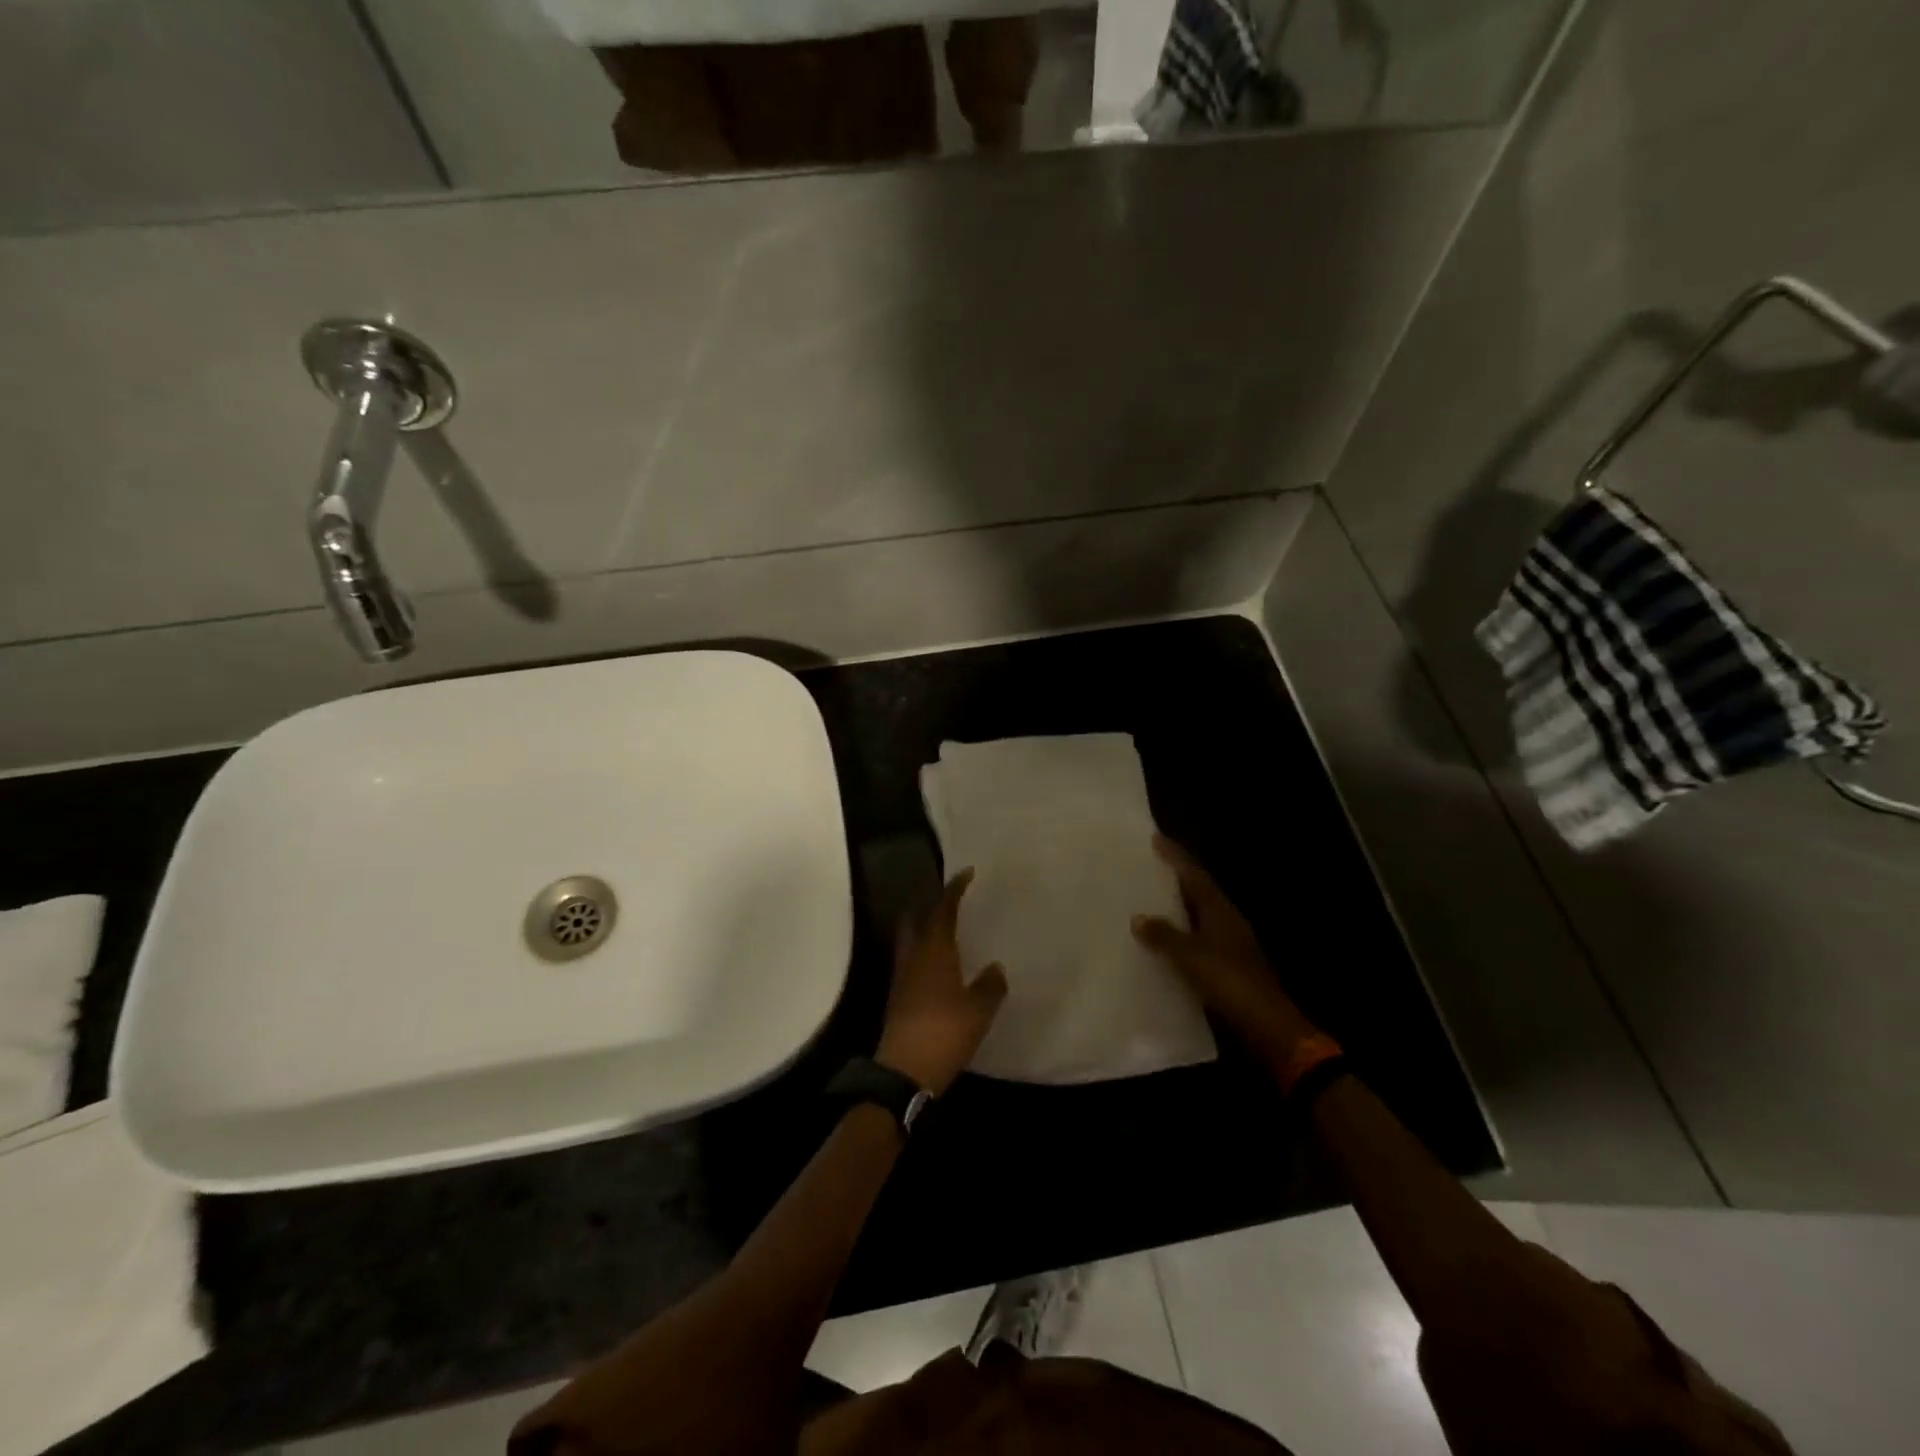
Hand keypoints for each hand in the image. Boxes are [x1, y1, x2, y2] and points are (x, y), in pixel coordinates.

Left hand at [877, 868, 1008, 1095]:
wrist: (904, 1070)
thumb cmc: (945, 1032)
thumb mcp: (978, 1009)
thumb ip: (990, 985)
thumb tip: (995, 968)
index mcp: (934, 950)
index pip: (942, 909)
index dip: (954, 889)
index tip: (965, 873)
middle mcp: (913, 956)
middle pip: (915, 918)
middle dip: (929, 903)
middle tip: (948, 897)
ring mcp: (902, 977)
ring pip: (910, 939)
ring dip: (924, 927)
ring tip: (945, 927)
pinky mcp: (898, 997)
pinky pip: (911, 961)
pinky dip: (924, 952)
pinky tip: (939, 965)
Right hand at [1132, 835, 1317, 1064]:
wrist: (1268, 1027)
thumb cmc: (1231, 983)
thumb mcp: (1192, 957)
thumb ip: (1164, 936)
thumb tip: (1138, 917)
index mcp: (1220, 911)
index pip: (1195, 875)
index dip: (1176, 856)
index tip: (1155, 838)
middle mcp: (1227, 921)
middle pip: (1198, 891)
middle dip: (1175, 878)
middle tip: (1147, 867)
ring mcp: (1229, 944)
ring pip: (1198, 916)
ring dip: (1176, 906)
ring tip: (1147, 900)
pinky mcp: (1227, 966)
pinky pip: (1197, 939)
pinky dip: (1180, 934)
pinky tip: (1162, 942)